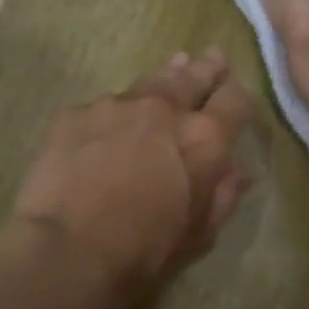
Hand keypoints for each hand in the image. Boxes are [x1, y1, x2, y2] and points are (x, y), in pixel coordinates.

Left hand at [8, 50, 256, 308]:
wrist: (69, 250)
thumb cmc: (145, 252)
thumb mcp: (200, 233)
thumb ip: (223, 195)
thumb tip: (238, 172)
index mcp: (204, 139)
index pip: (233, 100)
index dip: (238, 94)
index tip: (235, 90)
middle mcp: (163, 109)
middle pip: (190, 78)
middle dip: (205, 69)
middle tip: (212, 57)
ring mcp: (115, 106)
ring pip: (146, 85)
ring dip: (162, 79)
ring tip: (172, 67)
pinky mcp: (75, 114)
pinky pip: (102, 108)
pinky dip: (113, 114)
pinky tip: (108, 122)